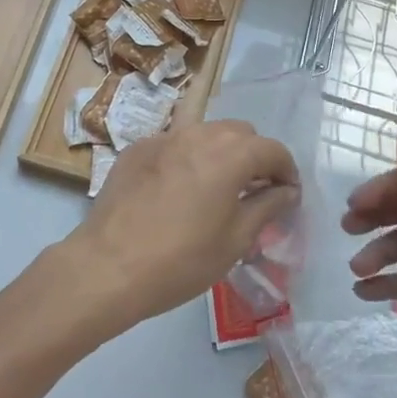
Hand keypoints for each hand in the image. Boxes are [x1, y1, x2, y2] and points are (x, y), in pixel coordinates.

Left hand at [60, 120, 298, 337]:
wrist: (108, 264)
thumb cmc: (181, 259)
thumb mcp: (235, 241)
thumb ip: (266, 207)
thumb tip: (286, 191)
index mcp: (230, 154)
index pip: (273, 149)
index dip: (287, 171)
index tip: (288, 195)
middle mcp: (199, 133)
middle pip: (240, 133)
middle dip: (254, 156)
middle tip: (254, 191)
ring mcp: (164, 137)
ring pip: (205, 133)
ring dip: (220, 153)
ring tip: (216, 189)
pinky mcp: (138, 148)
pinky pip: (174, 145)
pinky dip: (186, 159)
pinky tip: (177, 192)